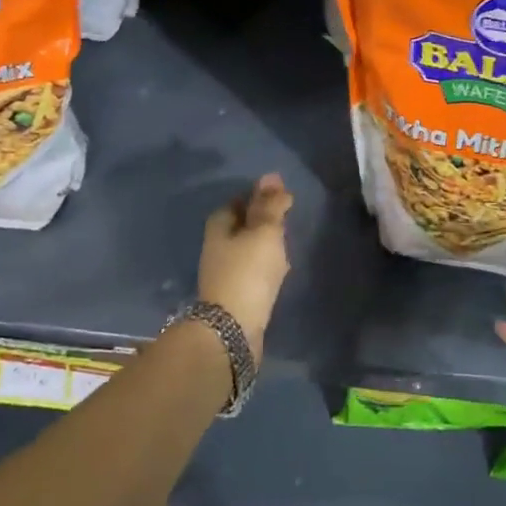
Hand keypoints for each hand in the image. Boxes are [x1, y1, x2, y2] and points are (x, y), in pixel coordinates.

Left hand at [197, 173, 293, 358]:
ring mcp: (224, 274)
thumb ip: (269, 204)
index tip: (279, 197)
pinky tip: (280, 271)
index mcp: (219, 227)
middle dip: (261, 221)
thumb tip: (271, 176)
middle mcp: (217, 248)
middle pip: (240, 227)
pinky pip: (252, 272)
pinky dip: (266, 267)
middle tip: (286, 218)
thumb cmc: (248, 271)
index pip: (236, 203)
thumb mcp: (264, 231)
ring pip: (247, 250)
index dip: (256, 197)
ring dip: (265, 245)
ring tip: (287, 244)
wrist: (233, 330)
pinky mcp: (235, 296)